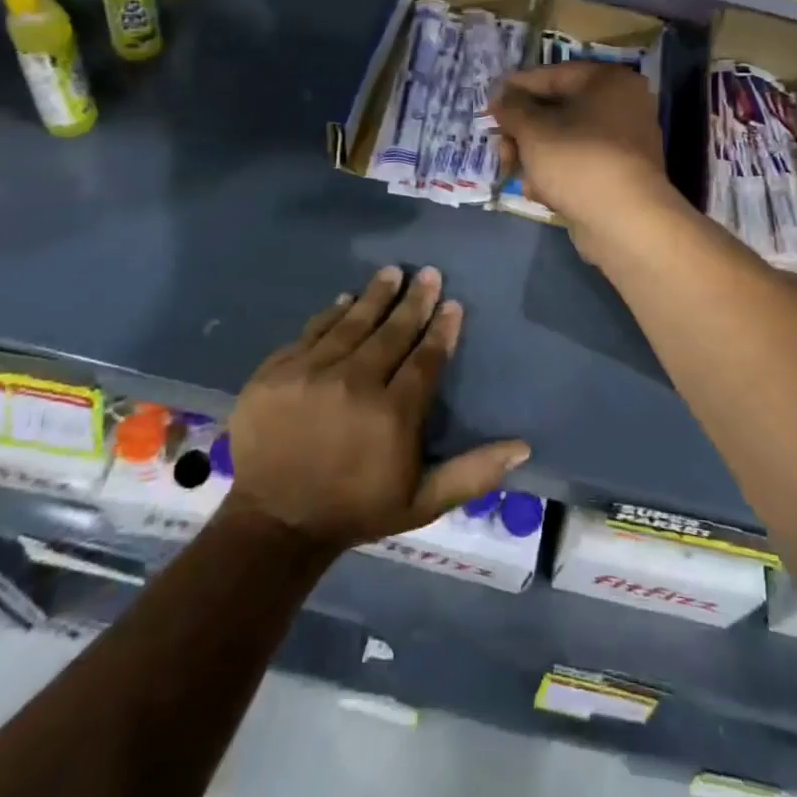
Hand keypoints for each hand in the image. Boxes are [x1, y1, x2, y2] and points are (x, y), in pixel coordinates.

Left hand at [223, 266, 529, 549]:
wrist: (274, 522)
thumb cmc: (354, 509)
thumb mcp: (422, 502)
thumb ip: (472, 473)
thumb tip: (522, 447)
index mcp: (393, 413)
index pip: (425, 358)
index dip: (441, 329)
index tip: (452, 304)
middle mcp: (354, 383)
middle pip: (392, 332)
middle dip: (414, 301)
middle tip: (428, 274)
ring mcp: (311, 373)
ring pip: (352, 323)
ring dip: (375, 296)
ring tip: (391, 273)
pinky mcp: (277, 370)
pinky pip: (312, 331)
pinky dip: (332, 313)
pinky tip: (346, 299)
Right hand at [492, 61, 677, 244]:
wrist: (625, 221)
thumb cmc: (577, 160)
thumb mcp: (533, 129)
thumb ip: (512, 108)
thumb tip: (500, 98)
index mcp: (609, 81)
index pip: (553, 75)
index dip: (517, 87)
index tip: (490, 102)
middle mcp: (623, 105)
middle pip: (559, 110)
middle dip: (523, 131)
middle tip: (500, 146)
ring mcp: (625, 143)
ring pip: (566, 140)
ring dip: (535, 156)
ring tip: (513, 172)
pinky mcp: (620, 175)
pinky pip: (580, 164)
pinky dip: (557, 174)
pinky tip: (538, 192)